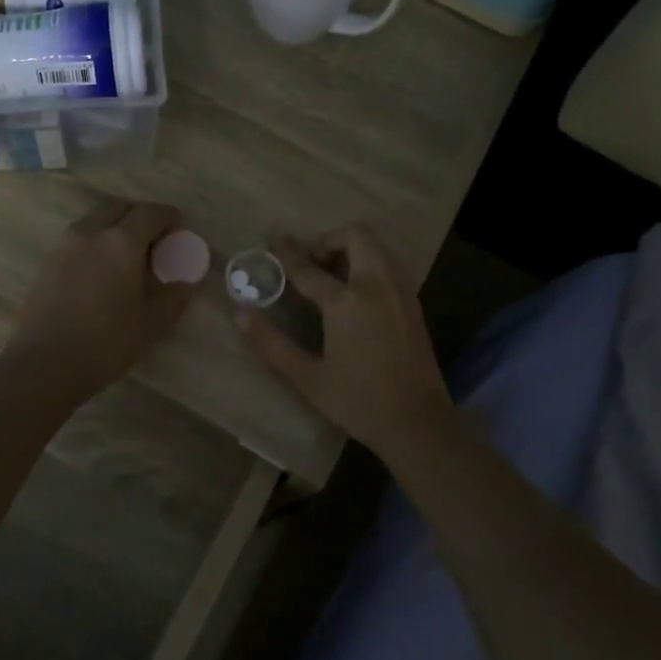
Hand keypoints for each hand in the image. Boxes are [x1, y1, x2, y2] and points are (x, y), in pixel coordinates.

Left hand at [4, 201, 195, 402]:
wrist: (43, 365)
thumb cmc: (105, 342)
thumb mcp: (150, 325)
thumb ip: (173, 299)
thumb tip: (184, 285)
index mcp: (121, 241)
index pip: (150, 213)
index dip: (169, 217)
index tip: (179, 228)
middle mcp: (91, 233)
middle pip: (119, 208)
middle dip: (140, 217)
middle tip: (154, 241)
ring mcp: (65, 246)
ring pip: (95, 221)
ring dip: (115, 227)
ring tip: (128, 256)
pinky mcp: (48, 263)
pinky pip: (79, 239)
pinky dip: (96, 243)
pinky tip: (102, 272)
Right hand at [237, 225, 454, 462]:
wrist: (419, 423)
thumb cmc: (359, 402)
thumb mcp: (308, 378)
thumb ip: (272, 343)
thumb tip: (241, 313)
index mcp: (347, 303)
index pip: (309, 268)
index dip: (288, 253)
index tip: (276, 238)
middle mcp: (377, 286)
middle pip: (356, 236)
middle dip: (330, 240)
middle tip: (312, 264)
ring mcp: (400, 292)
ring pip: (377, 246)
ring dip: (352, 249)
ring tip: (331, 277)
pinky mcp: (413, 302)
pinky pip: (389, 264)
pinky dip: (369, 263)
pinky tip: (355, 294)